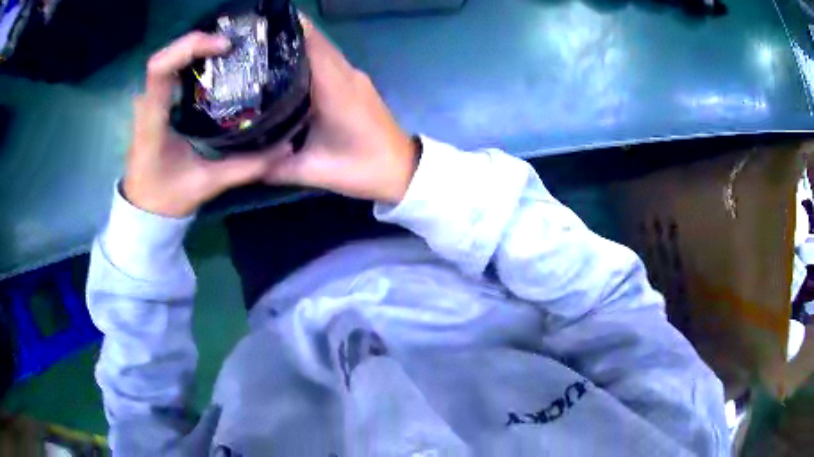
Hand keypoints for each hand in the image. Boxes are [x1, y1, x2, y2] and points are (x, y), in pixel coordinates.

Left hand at [123, 32, 284, 217]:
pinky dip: (192, 60)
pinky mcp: (155, 102)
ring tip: (229, 49)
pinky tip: (214, 64)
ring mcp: (149, 101)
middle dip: (199, 41)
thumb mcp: (206, 184)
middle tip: (233, 45)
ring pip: (169, 58)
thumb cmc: (165, 198)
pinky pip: (172, 69)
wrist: (142, 209)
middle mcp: (148, 104)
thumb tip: (284, 149)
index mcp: (153, 121)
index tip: (223, 47)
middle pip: (167, 54)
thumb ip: (245, 167)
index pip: (160, 69)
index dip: (189, 47)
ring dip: (196, 48)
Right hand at [263, 18, 417, 203]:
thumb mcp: (313, 172)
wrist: (403, 171)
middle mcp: (346, 74)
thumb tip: (241, 162)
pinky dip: (309, 58)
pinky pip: (330, 62)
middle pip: (315, 42)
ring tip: (263, 49)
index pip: (312, 44)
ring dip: (297, 45)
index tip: (261, 25)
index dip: (288, 29)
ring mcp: (354, 77)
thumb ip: (274, 167)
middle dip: (286, 34)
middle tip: (253, 38)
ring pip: (323, 50)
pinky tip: (286, 69)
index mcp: (336, 88)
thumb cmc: (362, 169)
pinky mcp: (357, 84)